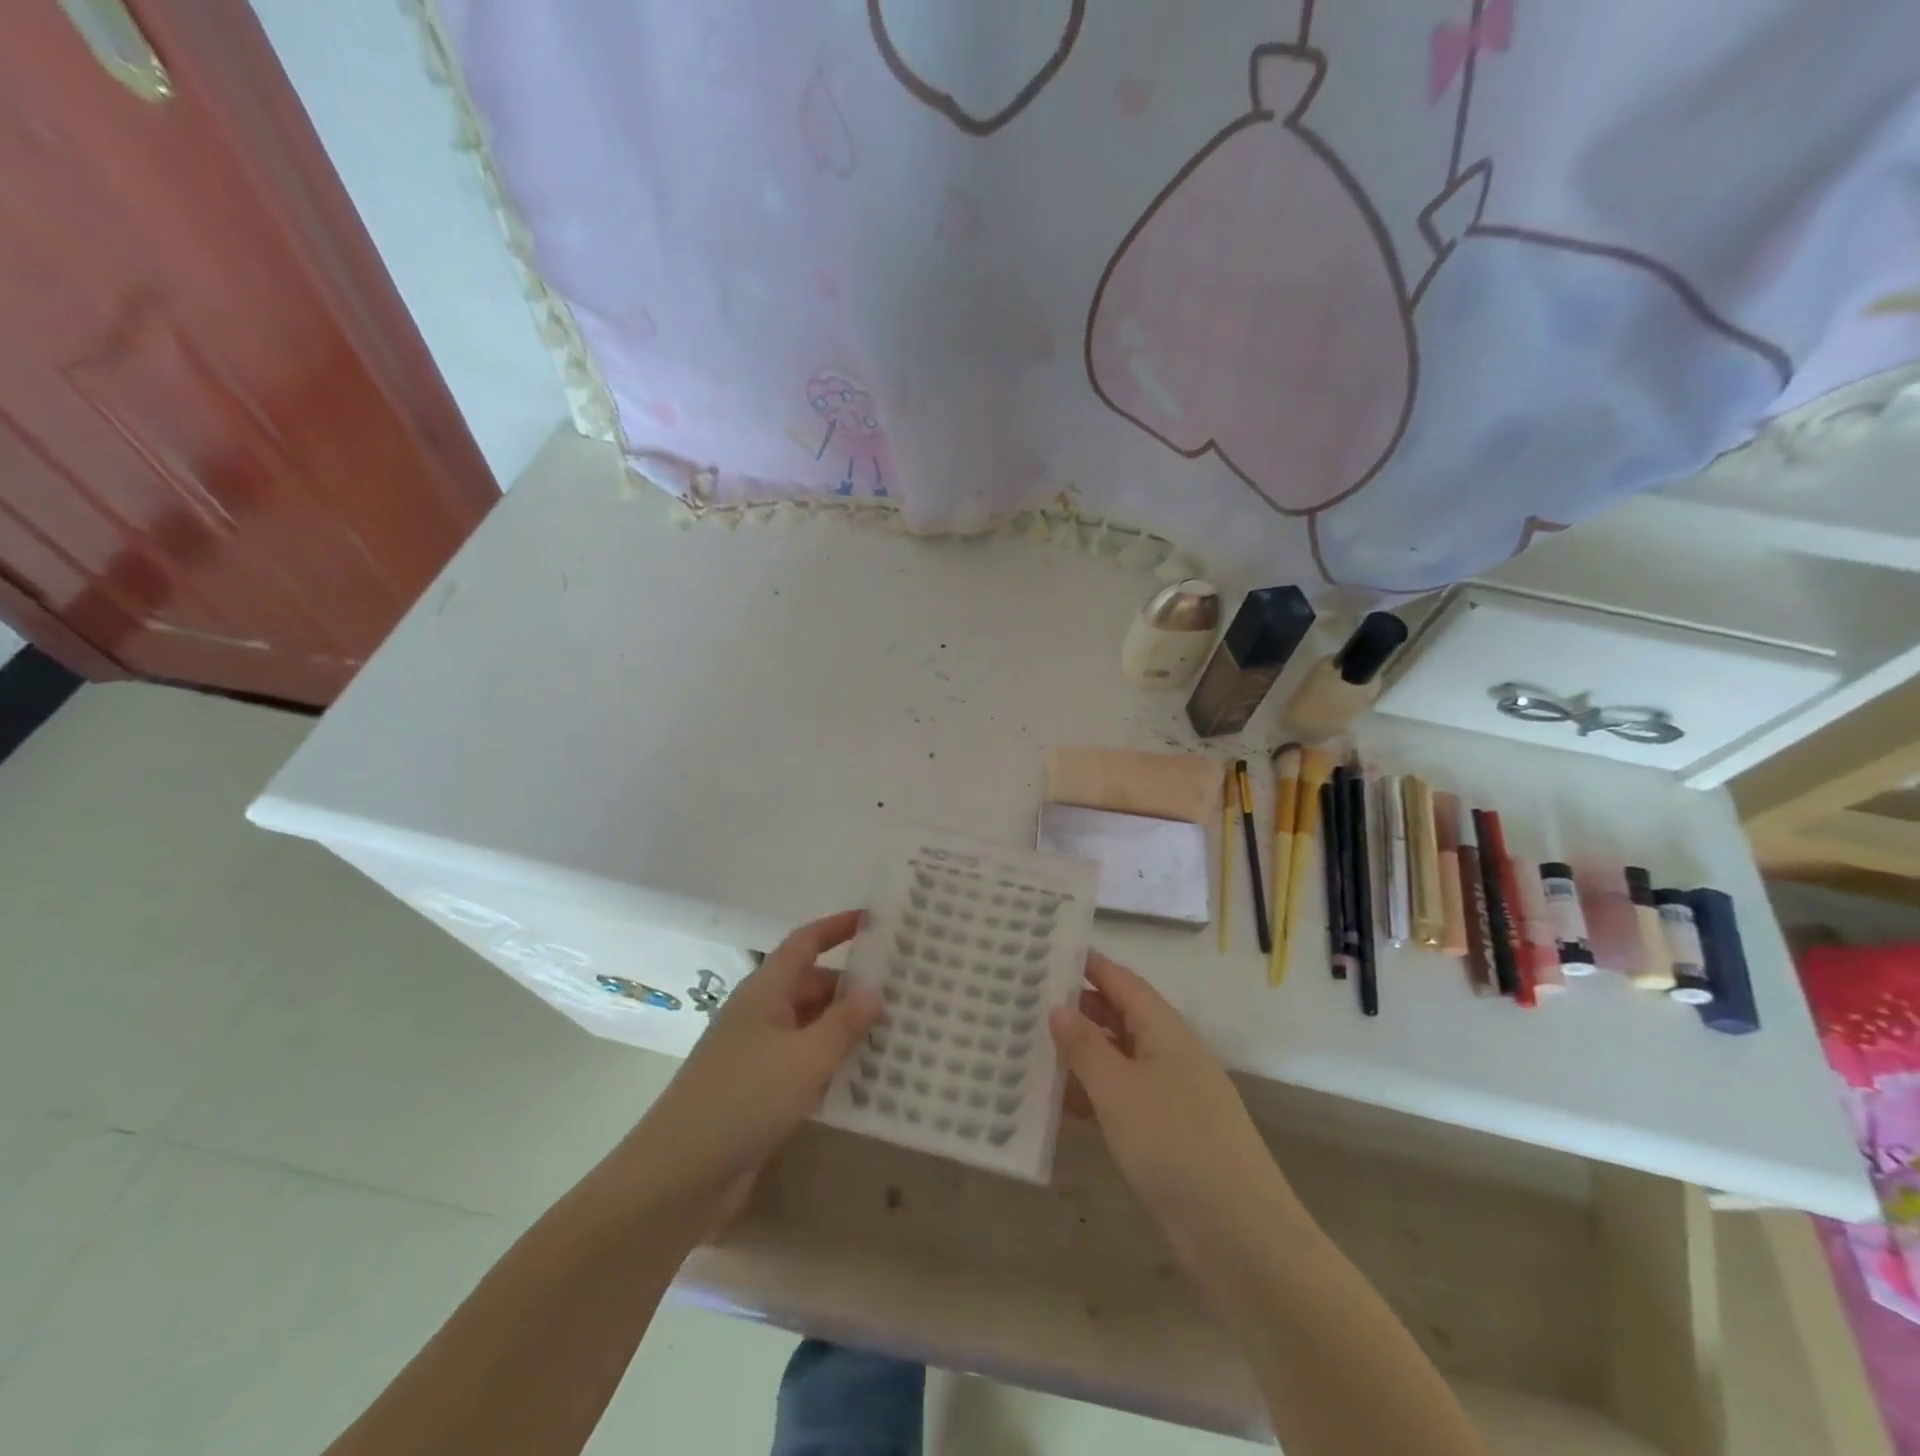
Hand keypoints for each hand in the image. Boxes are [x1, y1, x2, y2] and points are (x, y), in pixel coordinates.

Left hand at [623, 911, 881, 1204]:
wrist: (678, 1176)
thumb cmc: (745, 1099)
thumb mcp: (806, 1058)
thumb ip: (844, 1023)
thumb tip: (875, 990)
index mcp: (765, 991)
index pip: (805, 943)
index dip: (837, 927)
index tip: (874, 921)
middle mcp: (760, 1014)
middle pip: (811, 986)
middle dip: (852, 989)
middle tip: (902, 996)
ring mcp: (756, 1054)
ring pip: (809, 1027)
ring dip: (844, 1030)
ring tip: (893, 1036)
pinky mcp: (756, 1091)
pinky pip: (801, 1063)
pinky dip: (829, 1064)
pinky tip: (861, 1081)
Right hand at [1050, 952, 1284, 1238]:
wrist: (1240, 1235)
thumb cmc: (1174, 1144)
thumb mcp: (1118, 1089)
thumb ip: (1084, 1045)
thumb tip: (1059, 1007)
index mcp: (1165, 1029)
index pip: (1121, 980)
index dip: (1087, 965)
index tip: (1045, 952)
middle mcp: (1171, 1053)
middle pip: (1120, 1017)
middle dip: (1077, 1009)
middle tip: (1026, 1002)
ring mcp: (1173, 1095)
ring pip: (1119, 1059)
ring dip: (1081, 1055)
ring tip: (1031, 1049)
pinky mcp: (1170, 1134)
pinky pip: (1124, 1098)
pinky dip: (1094, 1095)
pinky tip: (1060, 1106)